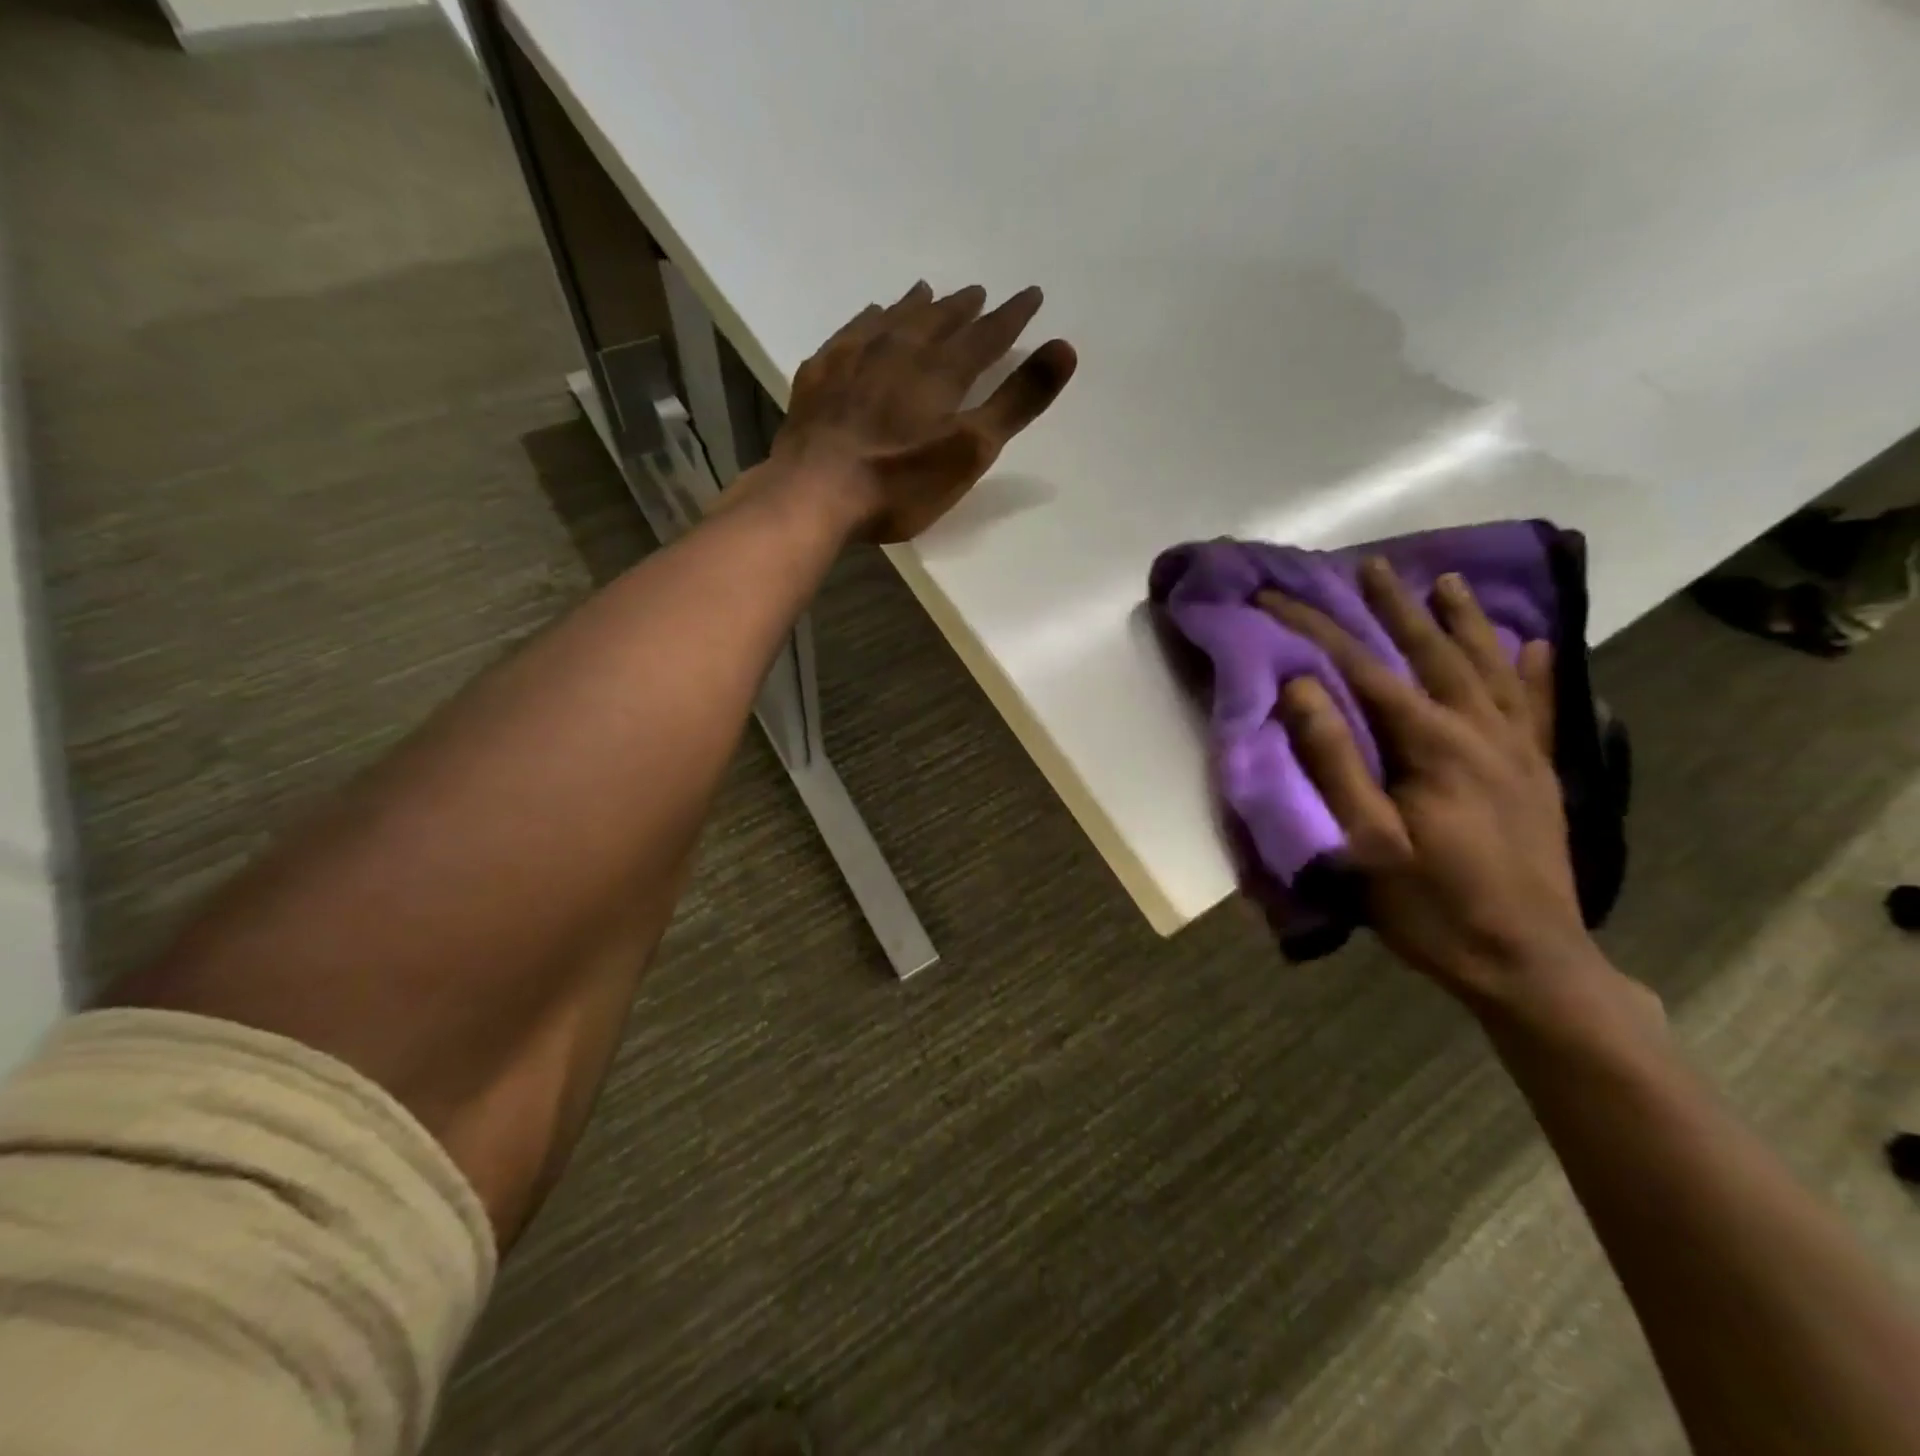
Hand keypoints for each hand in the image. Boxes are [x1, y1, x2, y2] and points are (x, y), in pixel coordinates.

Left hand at [771, 282, 1077, 541]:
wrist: (814, 491)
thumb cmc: (899, 481)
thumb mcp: (970, 450)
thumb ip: (1016, 401)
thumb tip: (1065, 346)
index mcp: (941, 372)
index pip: (986, 335)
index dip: (1012, 316)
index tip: (1031, 295)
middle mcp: (899, 351)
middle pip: (939, 321)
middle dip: (964, 308)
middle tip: (979, 293)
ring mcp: (854, 359)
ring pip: (893, 319)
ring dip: (916, 306)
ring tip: (929, 293)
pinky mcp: (820, 375)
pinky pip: (851, 332)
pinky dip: (868, 320)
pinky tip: (869, 317)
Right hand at [1258, 559, 1609, 1010]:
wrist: (1528, 963)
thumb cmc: (1431, 906)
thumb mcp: (1365, 841)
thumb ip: (1334, 761)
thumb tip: (1302, 688)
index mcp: (1431, 745)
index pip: (1362, 669)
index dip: (1315, 629)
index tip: (1275, 598)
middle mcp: (1479, 732)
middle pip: (1431, 653)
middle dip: (1394, 606)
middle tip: (1369, 566)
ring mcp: (1518, 751)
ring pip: (1488, 667)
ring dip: (1463, 621)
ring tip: (1446, 582)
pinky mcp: (1540, 774)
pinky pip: (1539, 707)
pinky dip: (1536, 670)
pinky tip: (1536, 644)